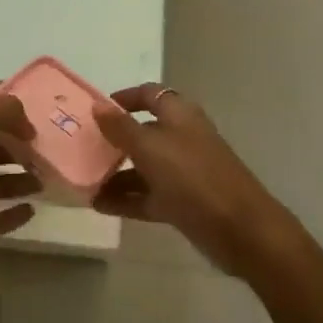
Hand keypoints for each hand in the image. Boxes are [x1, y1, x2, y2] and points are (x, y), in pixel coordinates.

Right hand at [93, 84, 298, 277]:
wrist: (239, 229)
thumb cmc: (192, 176)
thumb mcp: (150, 147)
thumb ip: (121, 128)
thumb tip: (98, 106)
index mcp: (179, 114)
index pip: (149, 94)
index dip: (124, 98)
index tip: (97, 110)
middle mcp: (181, 137)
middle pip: (144, 131)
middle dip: (114, 140)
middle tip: (83, 148)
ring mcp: (183, 171)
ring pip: (144, 166)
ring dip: (116, 173)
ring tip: (83, 182)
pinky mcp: (183, 202)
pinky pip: (148, 195)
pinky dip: (126, 198)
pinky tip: (98, 205)